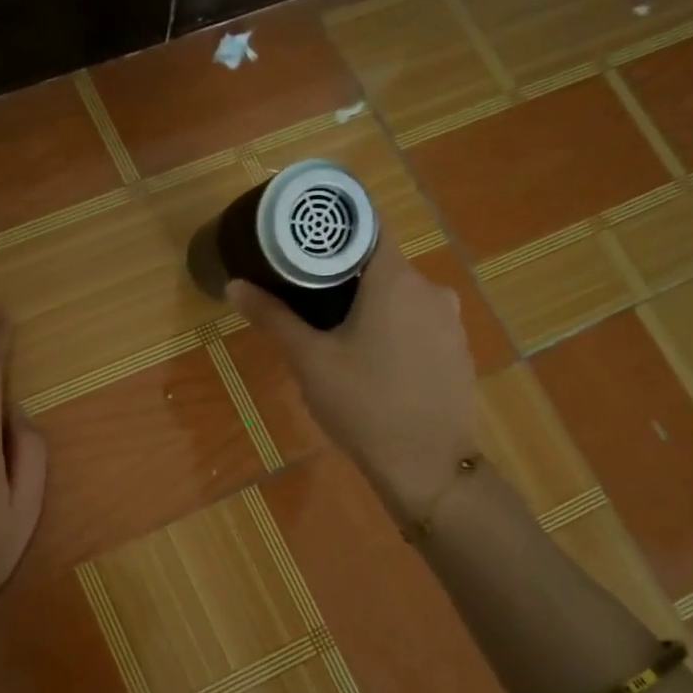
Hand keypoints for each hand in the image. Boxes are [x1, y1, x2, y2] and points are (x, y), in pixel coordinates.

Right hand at [227, 238, 479, 519]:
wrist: (427, 466)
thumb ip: (274, 317)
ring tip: (336, 332)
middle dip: (345, 274)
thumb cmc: (363, 405)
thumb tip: (234, 285)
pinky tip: (374, 362)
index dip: (335, 227)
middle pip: (382, 264)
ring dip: (371, 305)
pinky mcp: (458, 351)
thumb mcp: (310, 360)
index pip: (367, 226)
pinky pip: (420, 324)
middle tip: (307, 294)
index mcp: (395, 280)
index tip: (305, 237)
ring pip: (402, 297)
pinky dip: (395, 329)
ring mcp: (450, 322)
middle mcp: (431, 289)